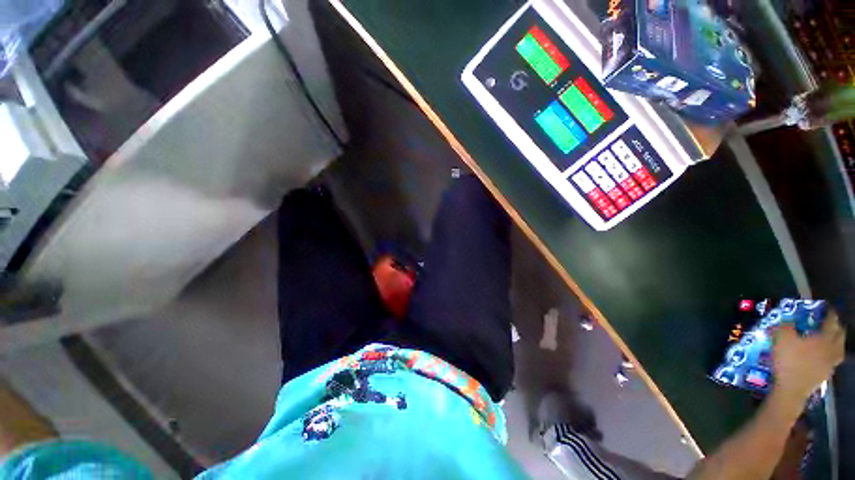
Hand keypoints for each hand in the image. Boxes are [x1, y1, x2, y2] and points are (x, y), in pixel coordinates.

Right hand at [772, 310, 845, 402]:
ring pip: (840, 349)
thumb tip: (789, 321)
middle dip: (836, 327)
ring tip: (831, 339)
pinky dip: (831, 354)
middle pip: (839, 335)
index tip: (827, 307)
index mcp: (824, 337)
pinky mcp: (826, 373)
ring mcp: (831, 363)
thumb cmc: (788, 360)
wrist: (791, 389)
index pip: (831, 321)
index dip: (830, 313)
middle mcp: (832, 348)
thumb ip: (786, 326)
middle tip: (830, 322)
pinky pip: (833, 360)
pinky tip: (825, 356)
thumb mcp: (781, 339)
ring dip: (837, 342)